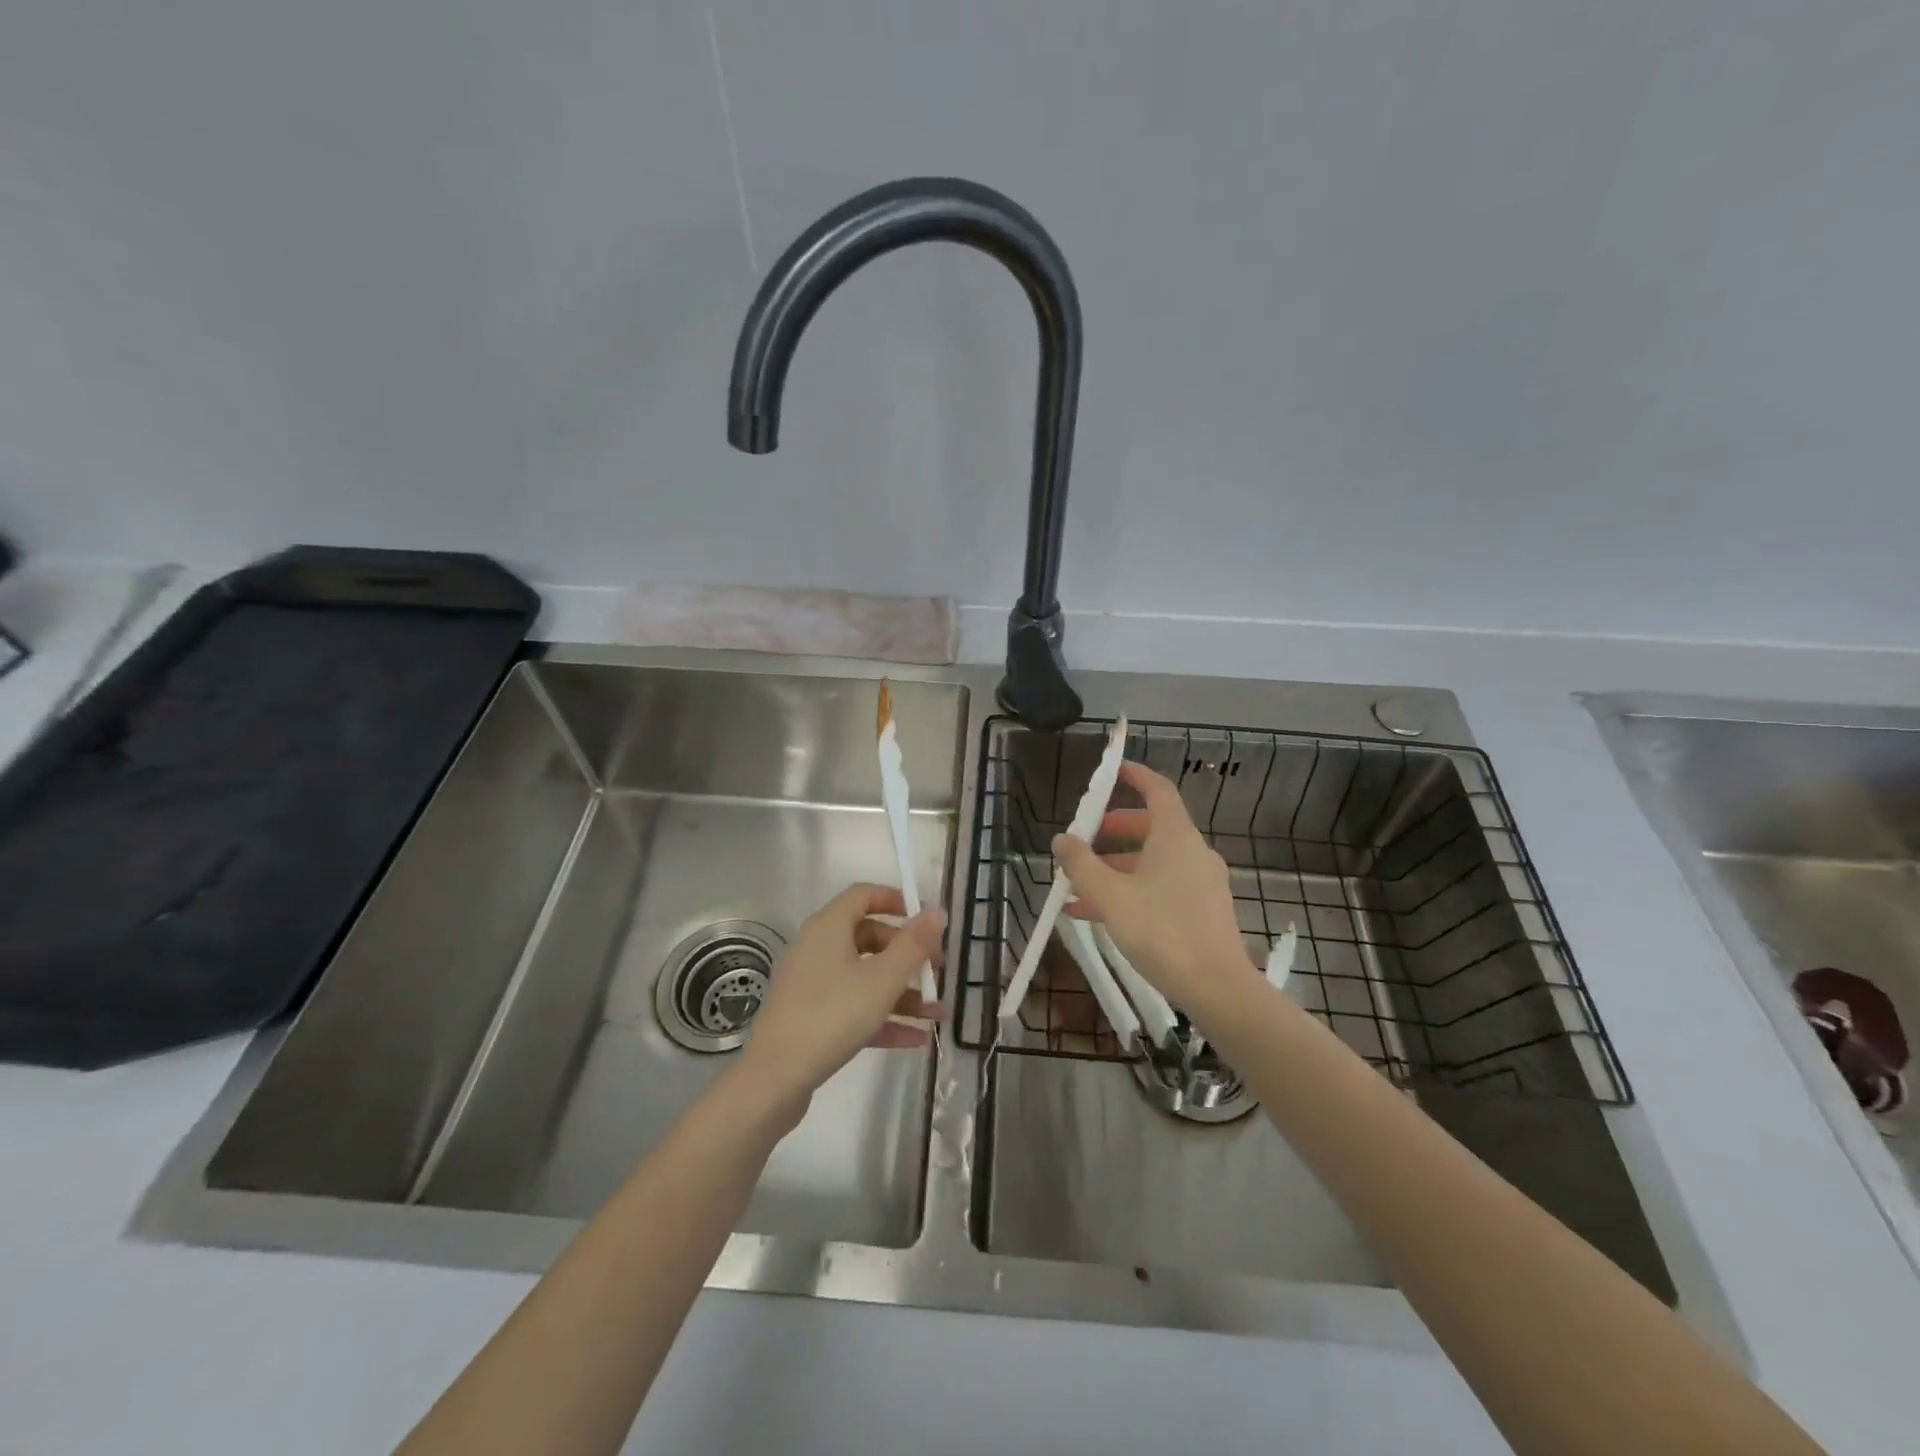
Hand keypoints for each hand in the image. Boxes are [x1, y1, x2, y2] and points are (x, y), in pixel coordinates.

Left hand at [741, 884, 945, 1115]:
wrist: (776, 1078)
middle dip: (907, 954)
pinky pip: (854, 1006)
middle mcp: (817, 948)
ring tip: (937, 1013)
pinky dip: (883, 1017)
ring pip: (865, 977)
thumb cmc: (833, 1015)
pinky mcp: (811, 1017)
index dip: (896, 900)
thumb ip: (913, 944)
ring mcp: (812, 984)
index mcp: (829, 927)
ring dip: (902, 992)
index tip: (926, 920)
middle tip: (936, 971)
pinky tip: (916, 1038)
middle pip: (869, 938)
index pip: (863, 895)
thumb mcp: (883, 978)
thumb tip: (936, 911)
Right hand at [1056, 760, 1257, 1012]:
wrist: (1217, 989)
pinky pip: (1162, 888)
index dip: (1136, 776)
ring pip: (1153, 863)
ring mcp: (1202, 883)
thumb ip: (1081, 865)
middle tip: (1085, 841)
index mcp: (1176, 837)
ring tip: (1078, 891)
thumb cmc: (1161, 932)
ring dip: (1116, 870)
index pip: (1158, 790)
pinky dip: (1132, 892)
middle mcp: (1193, 852)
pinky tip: (1099, 918)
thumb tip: (1062, 839)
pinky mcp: (1204, 911)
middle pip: (1151, 828)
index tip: (1114, 771)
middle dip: (1114, 833)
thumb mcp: (1110, 896)